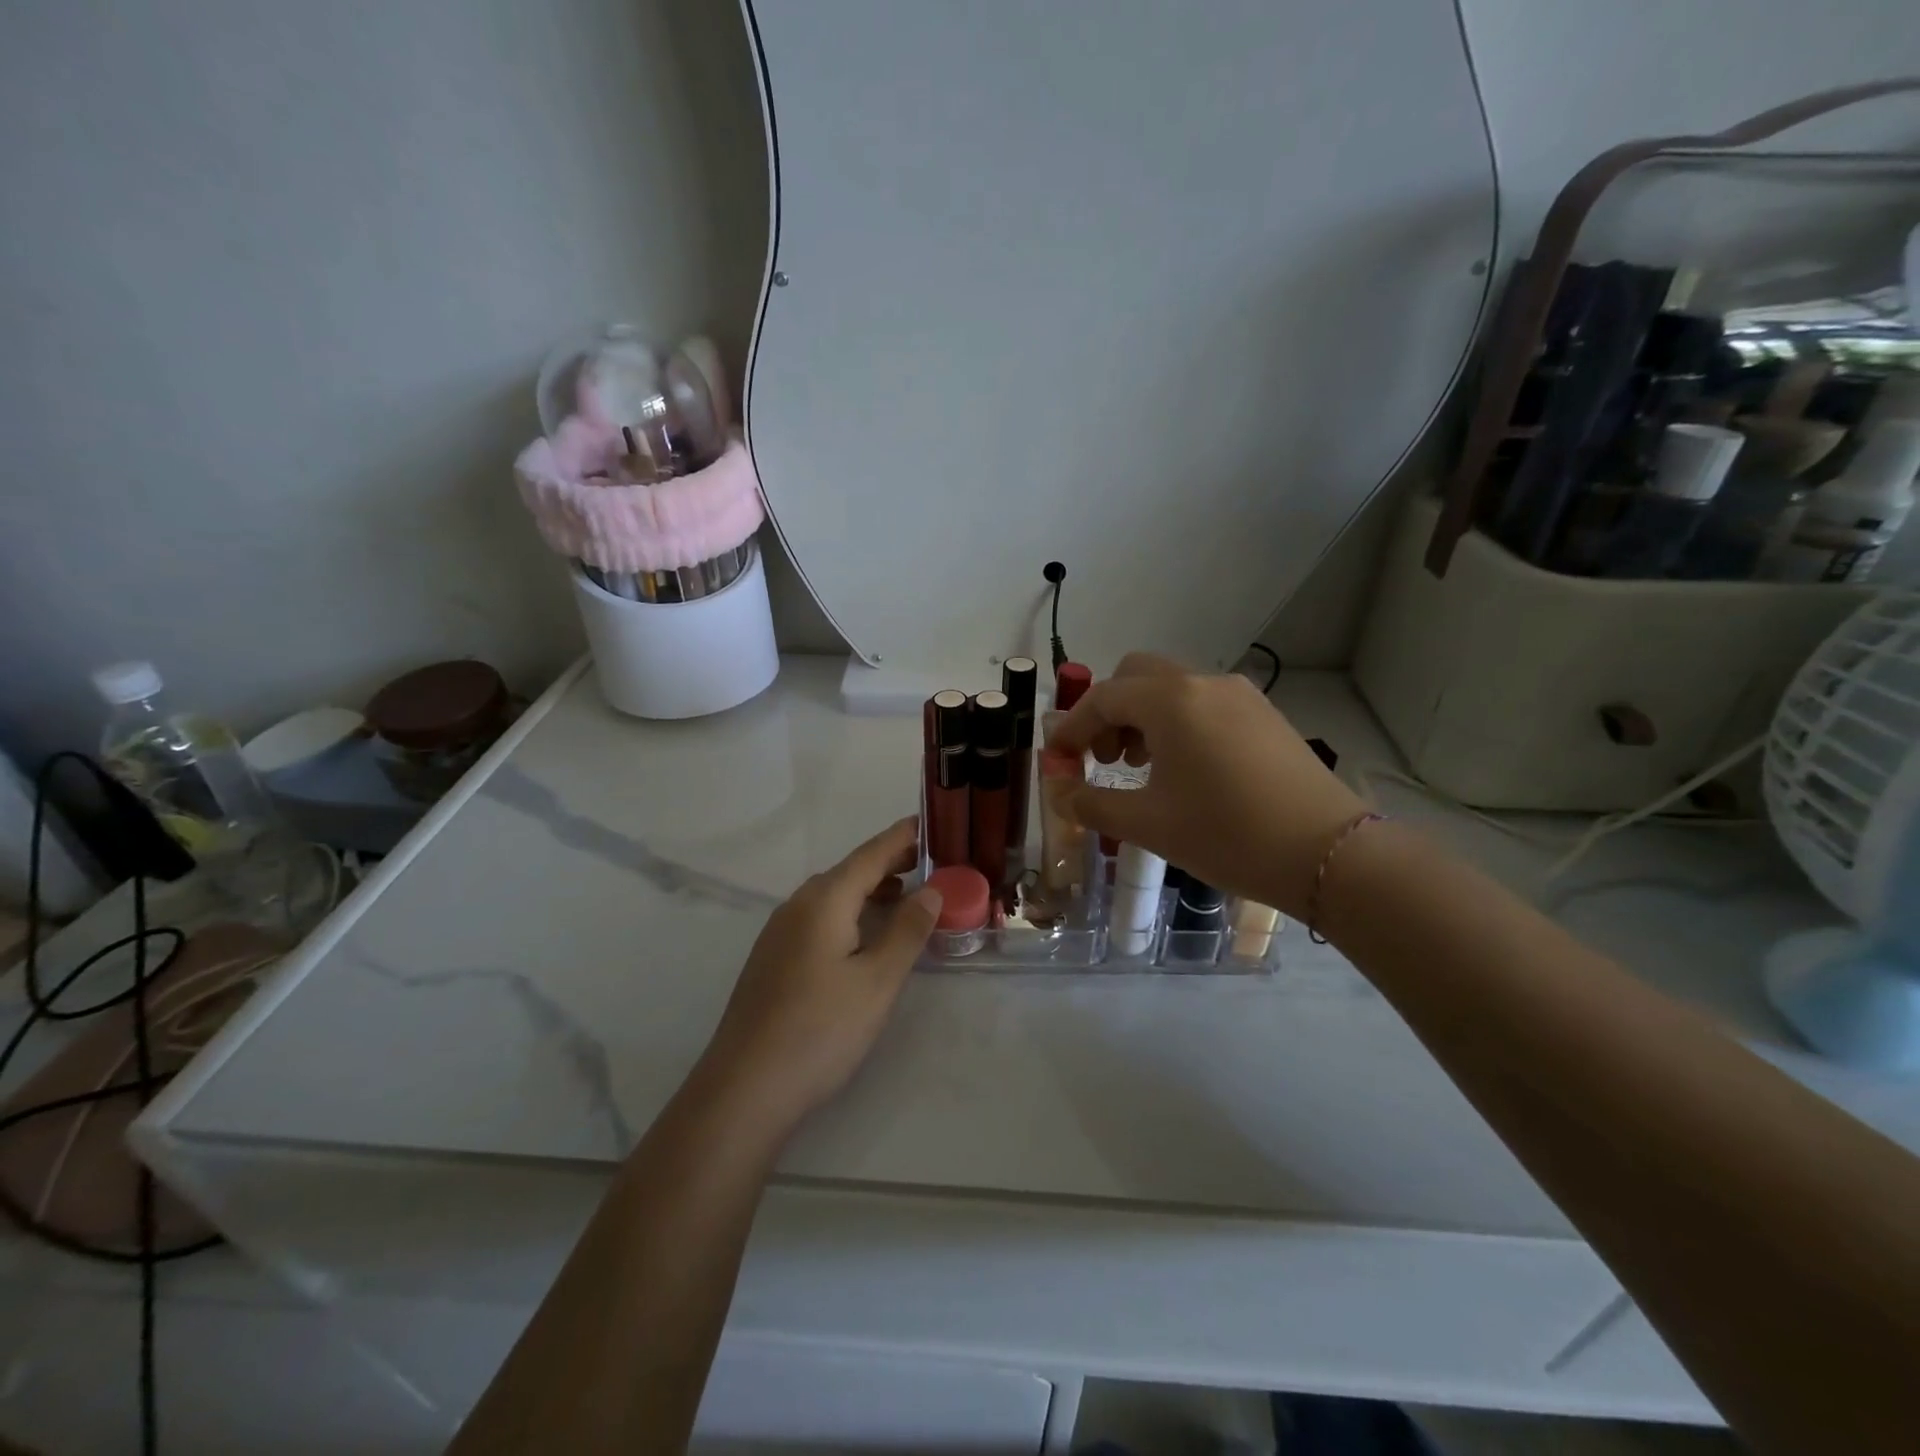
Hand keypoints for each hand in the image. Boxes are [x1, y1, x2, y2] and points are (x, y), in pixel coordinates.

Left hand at [699, 817, 939, 1131]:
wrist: (744, 1088)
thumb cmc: (821, 1030)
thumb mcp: (878, 981)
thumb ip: (907, 931)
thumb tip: (931, 890)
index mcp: (824, 900)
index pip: (870, 854)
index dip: (902, 838)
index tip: (930, 823)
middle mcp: (797, 905)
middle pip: (849, 871)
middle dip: (889, 864)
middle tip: (929, 863)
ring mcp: (779, 932)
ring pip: (832, 896)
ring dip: (869, 890)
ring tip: (904, 896)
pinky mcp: (772, 959)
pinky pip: (818, 918)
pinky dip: (849, 913)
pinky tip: (863, 936)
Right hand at [1041, 653, 1362, 916]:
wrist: (1328, 853)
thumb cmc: (1227, 835)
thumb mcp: (1148, 824)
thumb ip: (1093, 804)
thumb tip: (1062, 793)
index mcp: (1170, 701)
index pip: (1103, 698)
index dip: (1071, 727)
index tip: (1056, 759)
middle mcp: (1203, 683)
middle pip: (1136, 676)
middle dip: (1108, 711)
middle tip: (1102, 757)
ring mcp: (1240, 695)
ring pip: (1172, 687)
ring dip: (1143, 716)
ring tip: (1140, 766)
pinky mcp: (1264, 714)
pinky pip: (1204, 703)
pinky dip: (1177, 722)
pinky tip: (1184, 768)